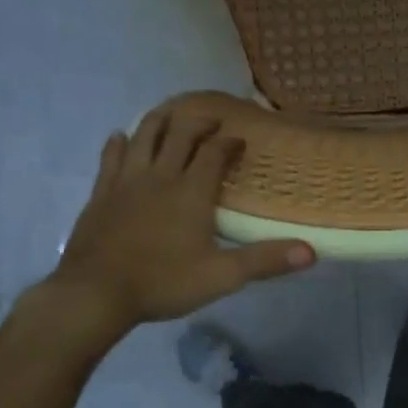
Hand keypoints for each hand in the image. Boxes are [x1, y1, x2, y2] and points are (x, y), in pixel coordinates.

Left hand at [46, 107, 313, 331]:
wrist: (96, 293)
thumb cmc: (163, 283)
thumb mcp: (222, 276)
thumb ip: (265, 260)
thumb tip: (311, 252)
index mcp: (191, 191)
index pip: (214, 153)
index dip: (229, 143)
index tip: (239, 140)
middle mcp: (160, 176)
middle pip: (180, 135)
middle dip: (198, 123)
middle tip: (211, 121)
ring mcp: (126, 181)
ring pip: (144, 136)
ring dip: (160, 121)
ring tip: (171, 115)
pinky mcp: (101, 192)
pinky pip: (111, 157)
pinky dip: (120, 143)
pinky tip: (121, 137)